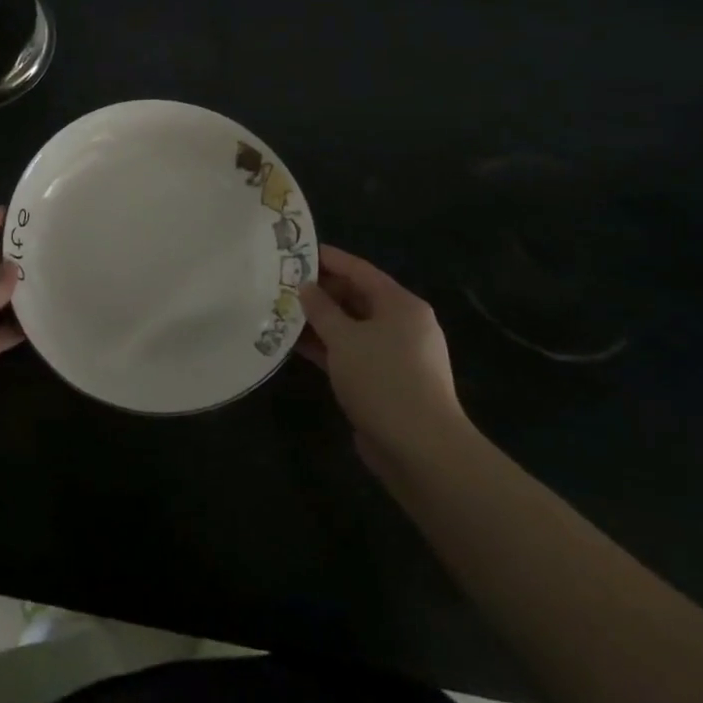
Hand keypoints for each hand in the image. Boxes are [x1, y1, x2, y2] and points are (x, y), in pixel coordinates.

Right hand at [298, 245, 469, 476]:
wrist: (422, 451)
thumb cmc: (383, 380)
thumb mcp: (345, 338)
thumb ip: (321, 309)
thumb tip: (306, 287)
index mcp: (401, 305)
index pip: (359, 270)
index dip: (328, 259)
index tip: (295, 251)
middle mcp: (402, 325)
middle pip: (356, 297)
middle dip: (319, 292)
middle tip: (281, 284)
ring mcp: (394, 355)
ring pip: (351, 328)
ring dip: (318, 322)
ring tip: (280, 311)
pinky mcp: (384, 382)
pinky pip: (351, 353)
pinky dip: (326, 347)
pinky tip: (294, 344)